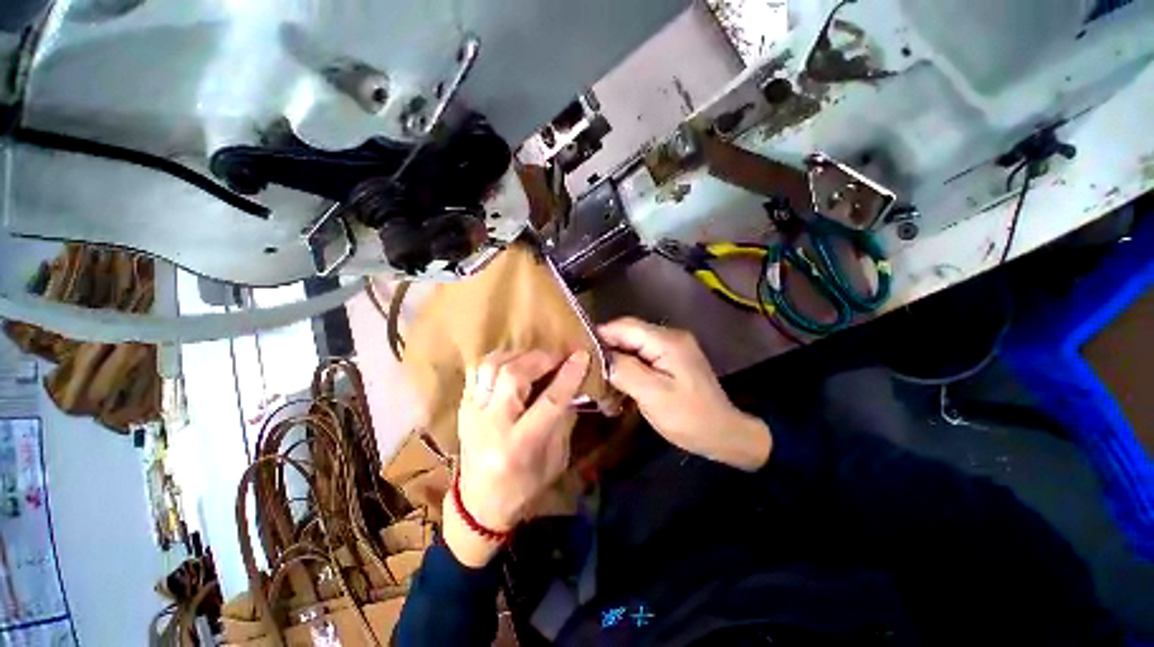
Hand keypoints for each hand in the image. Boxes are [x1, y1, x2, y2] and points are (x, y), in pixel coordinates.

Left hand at [444, 349, 589, 566]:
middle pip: (514, 376)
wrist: (478, 505)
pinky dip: (498, 360)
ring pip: (491, 366)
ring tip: (536, 358)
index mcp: (519, 445)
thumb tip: (573, 387)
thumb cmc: (524, 488)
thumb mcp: (555, 461)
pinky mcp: (463, 406)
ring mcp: (472, 412)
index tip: (582, 356)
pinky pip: (478, 370)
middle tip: (559, 356)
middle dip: (541, 359)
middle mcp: (492, 424)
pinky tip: (514, 363)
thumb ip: (564, 421)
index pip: (549, 401)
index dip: (568, 375)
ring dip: (518, 355)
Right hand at [598, 318, 770, 470]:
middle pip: (628, 334)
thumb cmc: (689, 417)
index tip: (578, 351)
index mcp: (666, 341)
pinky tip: (617, 381)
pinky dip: (627, 366)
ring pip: (632, 345)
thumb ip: (625, 371)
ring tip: (598, 377)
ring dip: (615, 359)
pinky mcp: (670, 360)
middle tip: (586, 368)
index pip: (624, 326)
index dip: (600, 335)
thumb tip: (600, 357)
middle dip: (606, 349)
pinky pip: (641, 356)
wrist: (724, 434)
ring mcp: (671, 348)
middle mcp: (669, 337)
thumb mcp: (653, 395)